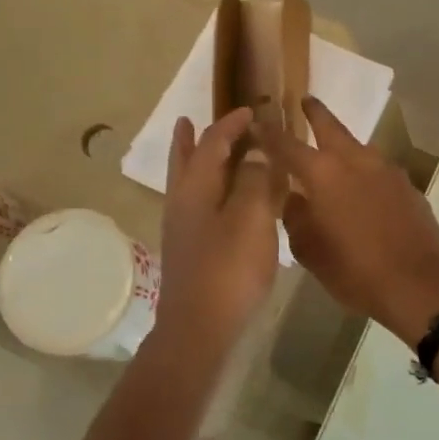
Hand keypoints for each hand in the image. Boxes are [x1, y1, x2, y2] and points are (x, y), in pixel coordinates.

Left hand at [152, 107, 284, 358]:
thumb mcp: (251, 218)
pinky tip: (221, 202)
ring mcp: (183, 230)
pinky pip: (198, 206)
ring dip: (194, 163)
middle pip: (185, 161)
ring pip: (187, 184)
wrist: (200, 328)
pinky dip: (207, 191)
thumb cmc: (228, 270)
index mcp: (196, 188)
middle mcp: (183, 203)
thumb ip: (255, 180)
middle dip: (190, 140)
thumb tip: (255, 152)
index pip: (213, 144)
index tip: (250, 110)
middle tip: (188, 120)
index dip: (231, 124)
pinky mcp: (190, 252)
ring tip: (196, 149)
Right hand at [261, 97, 438, 344]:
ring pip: (359, 148)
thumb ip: (296, 218)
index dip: (270, 134)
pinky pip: (379, 170)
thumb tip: (295, 200)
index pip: (287, 145)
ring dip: (343, 145)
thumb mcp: (311, 251)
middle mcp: (355, 160)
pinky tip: (363, 189)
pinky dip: (365, 172)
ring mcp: (387, 170)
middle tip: (305, 101)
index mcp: (323, 174)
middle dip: (315, 113)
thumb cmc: (355, 270)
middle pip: (331, 126)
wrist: (419, 284)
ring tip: (333, 153)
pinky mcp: (408, 186)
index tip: (258, 123)